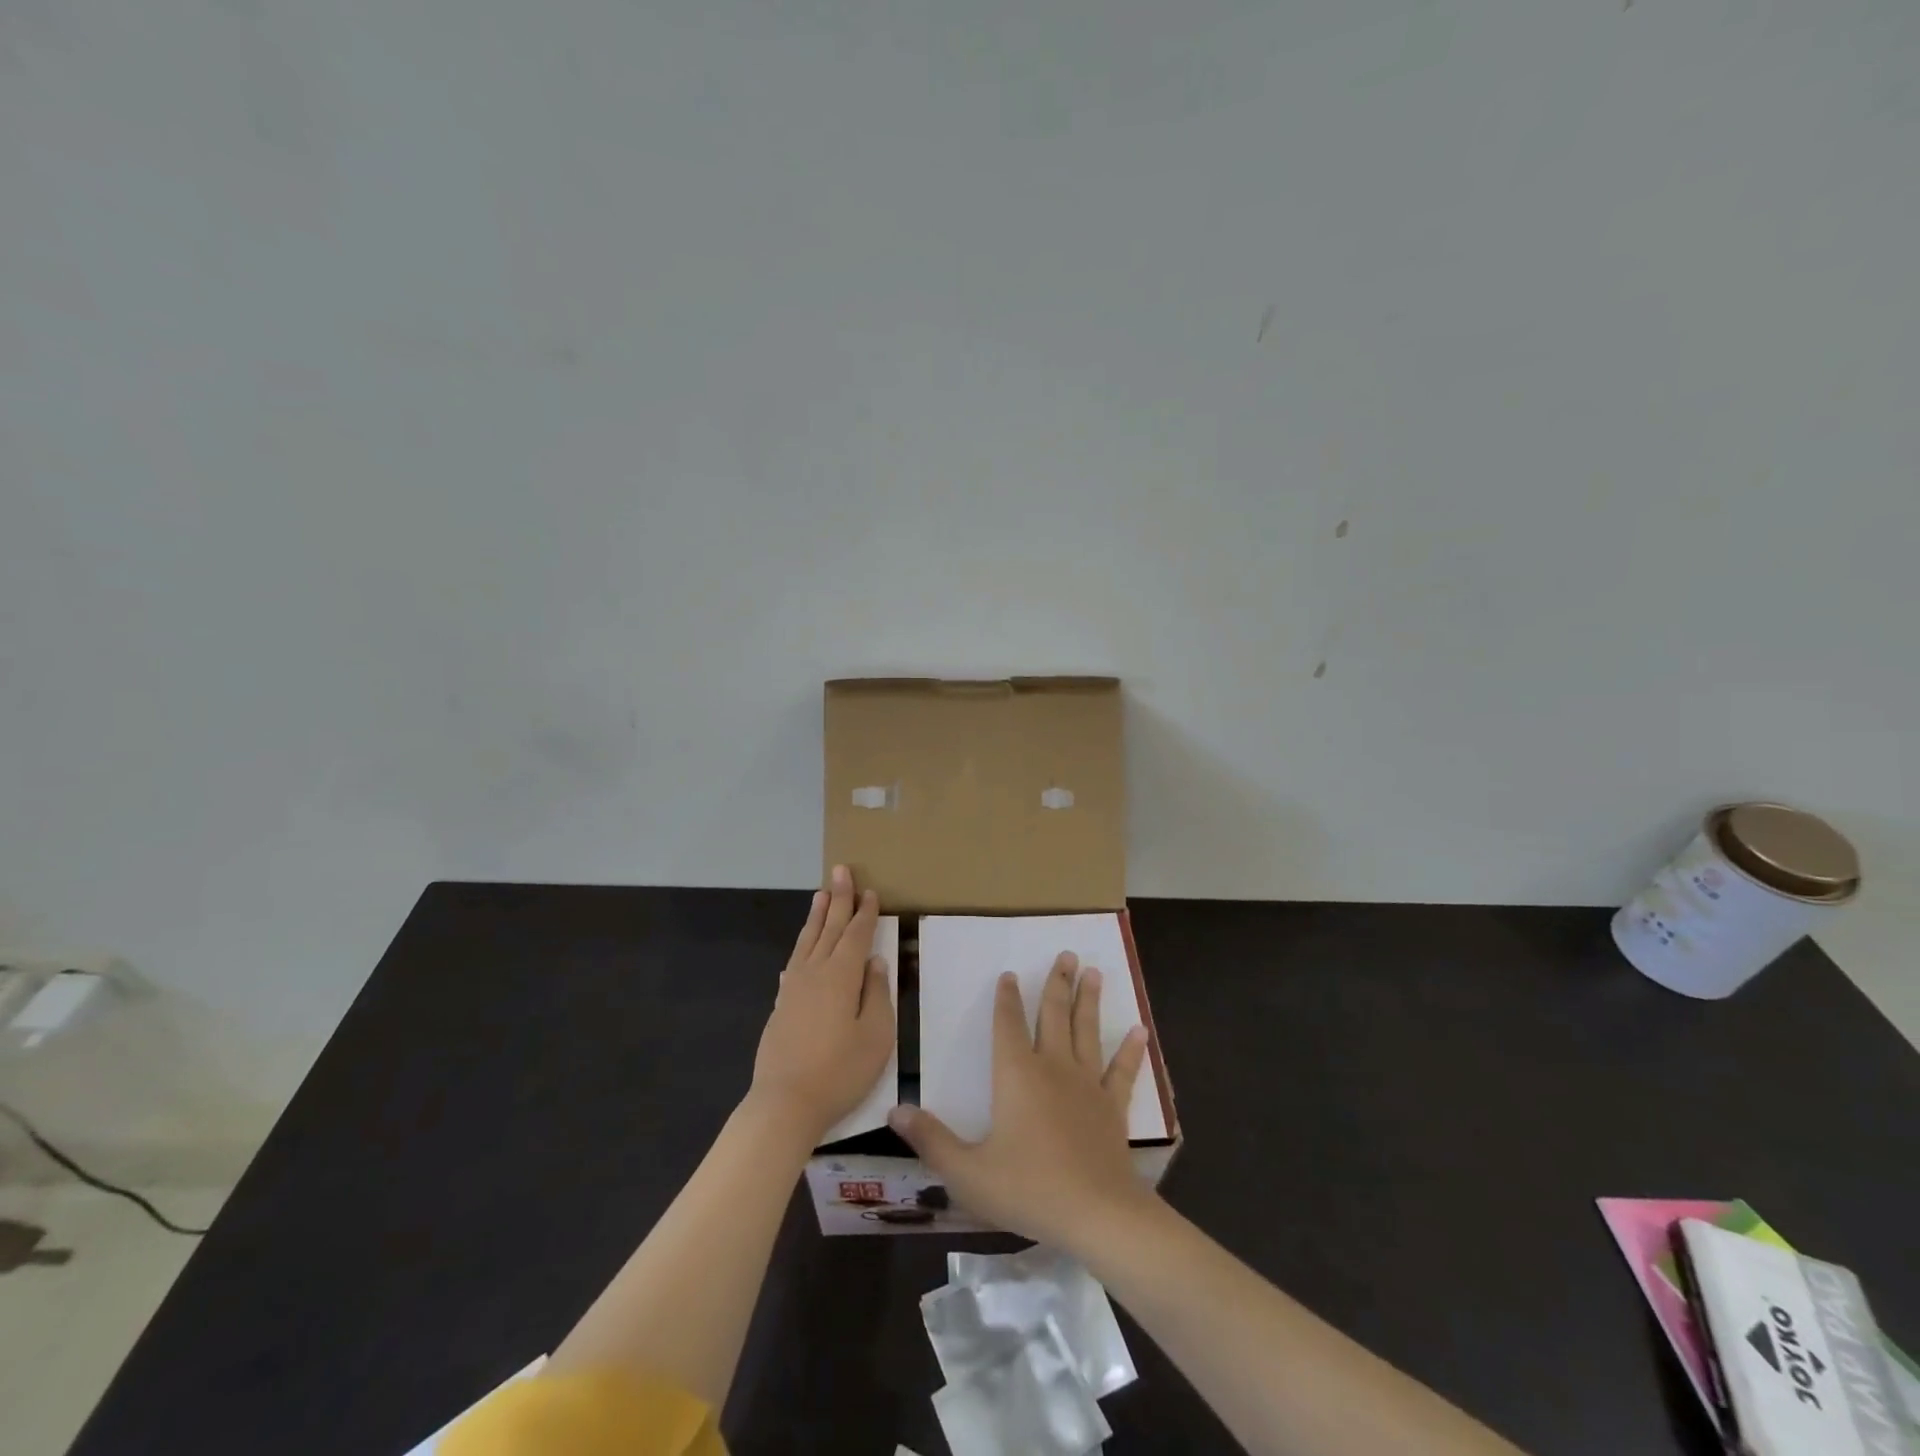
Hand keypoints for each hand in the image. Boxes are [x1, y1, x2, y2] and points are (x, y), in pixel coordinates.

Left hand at [750, 865, 894, 1144]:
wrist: (785, 1103)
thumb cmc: (840, 1071)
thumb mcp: (876, 1036)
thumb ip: (877, 995)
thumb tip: (875, 963)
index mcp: (841, 976)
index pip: (857, 935)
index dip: (866, 912)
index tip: (871, 890)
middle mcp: (815, 972)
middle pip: (830, 928)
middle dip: (839, 898)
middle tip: (841, 870)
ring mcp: (794, 988)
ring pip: (808, 941)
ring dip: (817, 915)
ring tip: (821, 894)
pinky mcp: (782, 1005)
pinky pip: (794, 963)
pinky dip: (801, 947)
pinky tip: (802, 948)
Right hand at [888, 952, 1153, 1252]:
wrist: (1097, 1214)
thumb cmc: (1028, 1189)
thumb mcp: (967, 1172)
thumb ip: (931, 1140)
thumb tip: (894, 1110)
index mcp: (1016, 1075)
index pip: (1007, 1025)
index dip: (1006, 998)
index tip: (1010, 974)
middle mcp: (1052, 1068)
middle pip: (1053, 1015)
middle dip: (1057, 984)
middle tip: (1067, 954)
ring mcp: (1087, 1085)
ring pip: (1086, 1031)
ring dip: (1089, 1000)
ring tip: (1093, 971)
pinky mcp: (1113, 1107)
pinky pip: (1122, 1071)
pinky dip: (1131, 1050)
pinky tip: (1139, 1030)